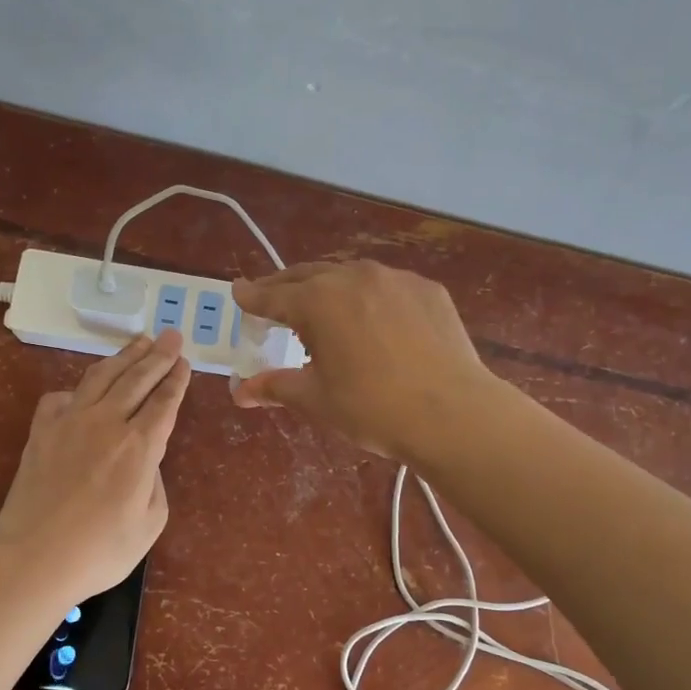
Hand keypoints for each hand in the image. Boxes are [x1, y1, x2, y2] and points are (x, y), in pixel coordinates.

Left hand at [0, 330, 191, 603]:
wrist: (35, 559)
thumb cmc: (101, 551)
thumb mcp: (150, 523)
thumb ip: (154, 482)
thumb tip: (144, 458)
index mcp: (140, 447)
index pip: (164, 402)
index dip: (176, 379)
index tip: (184, 360)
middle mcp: (107, 423)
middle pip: (137, 379)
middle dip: (157, 354)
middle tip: (171, 335)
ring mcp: (69, 423)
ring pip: (101, 377)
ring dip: (123, 356)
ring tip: (138, 340)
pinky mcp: (41, 432)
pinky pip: (61, 397)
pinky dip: (77, 388)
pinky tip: (83, 389)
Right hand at [231, 260, 497, 461]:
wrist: (452, 413)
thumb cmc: (372, 408)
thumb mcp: (315, 399)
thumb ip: (275, 386)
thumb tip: (240, 391)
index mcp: (317, 301)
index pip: (272, 296)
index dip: (252, 297)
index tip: (238, 293)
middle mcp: (353, 277)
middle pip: (307, 276)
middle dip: (285, 288)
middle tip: (271, 301)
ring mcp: (395, 279)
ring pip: (349, 276)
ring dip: (328, 288)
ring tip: (323, 309)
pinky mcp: (428, 290)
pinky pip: (386, 287)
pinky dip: (369, 298)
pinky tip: (374, 321)